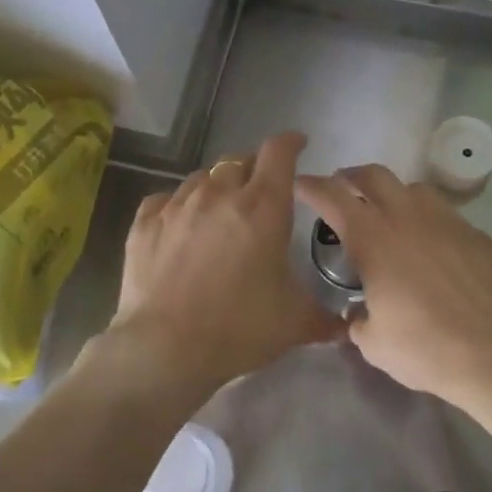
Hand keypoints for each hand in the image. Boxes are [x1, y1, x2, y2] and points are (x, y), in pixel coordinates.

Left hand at [106, 132, 342, 401]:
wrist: (165, 348)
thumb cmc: (239, 328)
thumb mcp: (294, 323)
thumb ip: (324, 318)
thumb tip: (346, 327)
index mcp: (263, 206)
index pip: (279, 152)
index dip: (291, 143)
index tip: (298, 145)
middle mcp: (219, 194)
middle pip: (239, 161)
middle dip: (253, 169)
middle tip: (259, 192)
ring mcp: (177, 205)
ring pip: (201, 178)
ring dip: (216, 187)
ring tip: (220, 210)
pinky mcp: (145, 222)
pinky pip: (165, 199)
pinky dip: (178, 205)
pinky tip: (180, 224)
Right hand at [294, 164, 491, 413]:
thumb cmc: (425, 349)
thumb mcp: (374, 343)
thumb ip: (357, 321)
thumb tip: (358, 314)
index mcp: (373, 239)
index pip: (333, 196)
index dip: (312, 186)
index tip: (300, 184)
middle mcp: (407, 218)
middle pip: (374, 175)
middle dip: (351, 176)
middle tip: (342, 188)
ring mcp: (447, 222)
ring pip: (414, 187)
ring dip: (393, 193)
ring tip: (389, 214)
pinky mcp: (476, 235)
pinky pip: (445, 213)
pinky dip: (428, 218)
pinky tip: (431, 245)